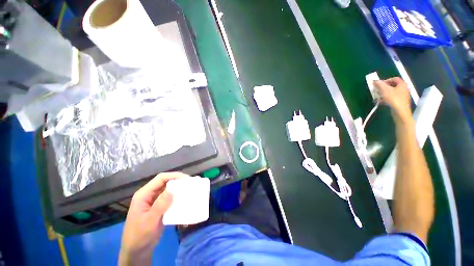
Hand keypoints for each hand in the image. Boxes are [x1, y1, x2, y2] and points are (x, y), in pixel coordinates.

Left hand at [119, 172, 187, 264]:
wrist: (137, 252)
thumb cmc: (139, 236)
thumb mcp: (149, 221)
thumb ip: (160, 205)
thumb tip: (172, 191)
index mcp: (144, 194)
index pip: (160, 179)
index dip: (174, 176)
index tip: (187, 179)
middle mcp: (150, 195)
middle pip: (166, 183)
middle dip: (179, 182)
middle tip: (192, 184)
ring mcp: (155, 202)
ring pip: (169, 191)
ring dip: (180, 191)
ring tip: (191, 192)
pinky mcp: (160, 208)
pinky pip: (171, 200)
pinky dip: (178, 200)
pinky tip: (185, 203)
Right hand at [374, 77, 411, 122]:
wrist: (400, 112)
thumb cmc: (393, 99)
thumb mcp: (384, 90)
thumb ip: (379, 84)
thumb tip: (374, 80)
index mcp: (402, 84)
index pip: (394, 79)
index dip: (385, 80)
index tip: (379, 85)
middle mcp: (404, 89)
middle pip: (392, 86)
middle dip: (384, 88)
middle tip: (377, 91)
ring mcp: (403, 96)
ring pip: (392, 92)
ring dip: (384, 94)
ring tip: (378, 97)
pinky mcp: (400, 102)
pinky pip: (392, 98)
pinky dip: (386, 99)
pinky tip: (381, 102)